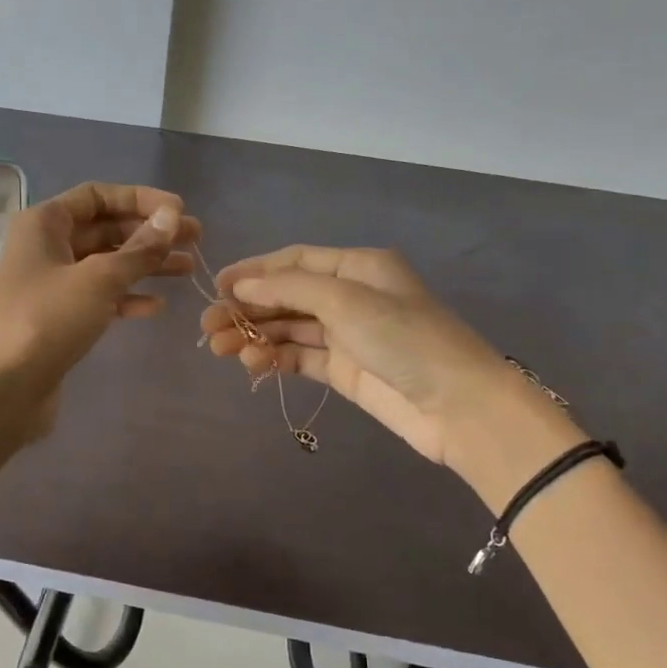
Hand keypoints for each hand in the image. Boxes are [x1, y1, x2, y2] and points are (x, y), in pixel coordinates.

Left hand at [0, 182, 200, 407]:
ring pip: (107, 264)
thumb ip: (139, 248)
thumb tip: (172, 217)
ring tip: (188, 269)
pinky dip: (127, 297)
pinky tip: (156, 306)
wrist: (4, 388)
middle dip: (149, 233)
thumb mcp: (99, 278)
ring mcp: (52, 284)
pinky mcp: (60, 317)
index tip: (179, 212)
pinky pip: (100, 296)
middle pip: (105, 228)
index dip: (140, 199)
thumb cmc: (48, 320)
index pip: (97, 195)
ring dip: (146, 264)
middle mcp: (46, 247)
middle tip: (196, 240)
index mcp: (45, 223)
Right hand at [200, 245, 560, 470]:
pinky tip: (253, 365)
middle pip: (287, 296)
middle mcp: (351, 296)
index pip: (295, 261)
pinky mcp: (345, 370)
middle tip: (208, 327)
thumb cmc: (403, 338)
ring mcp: (348, 335)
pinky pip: (300, 358)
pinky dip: (275, 359)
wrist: (459, 406)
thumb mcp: (345, 301)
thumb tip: (240, 286)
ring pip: (289, 329)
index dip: (254, 271)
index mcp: (357, 267)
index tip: (216, 287)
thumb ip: (289, 289)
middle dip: (247, 309)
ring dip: (255, 336)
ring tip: (221, 350)